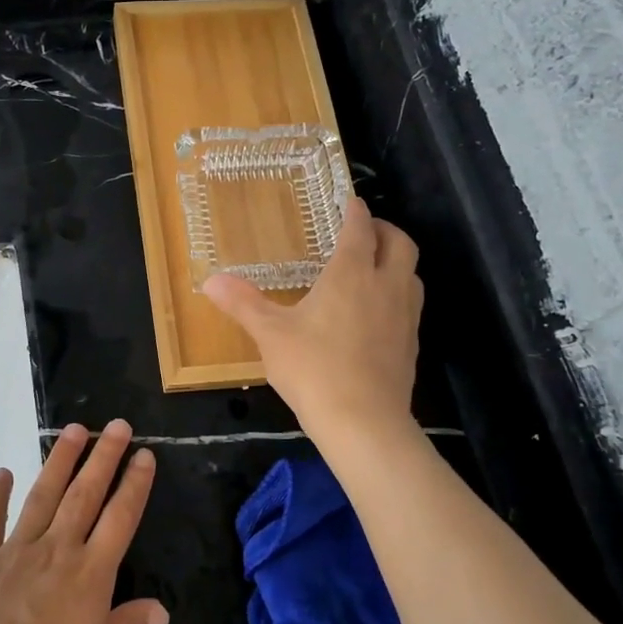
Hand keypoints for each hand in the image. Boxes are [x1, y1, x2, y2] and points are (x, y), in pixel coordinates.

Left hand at [0, 420, 167, 623]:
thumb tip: (161, 609)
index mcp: (90, 574)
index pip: (120, 518)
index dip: (135, 484)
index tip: (144, 454)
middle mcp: (57, 550)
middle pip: (85, 494)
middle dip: (103, 457)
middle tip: (116, 424)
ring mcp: (15, 550)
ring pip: (43, 496)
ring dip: (59, 461)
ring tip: (73, 430)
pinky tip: (2, 473)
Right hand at [202, 196, 423, 439]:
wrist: (364, 422)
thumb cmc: (314, 368)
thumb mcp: (270, 334)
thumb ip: (243, 303)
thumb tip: (211, 280)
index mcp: (351, 274)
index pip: (360, 229)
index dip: (355, 211)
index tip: (349, 200)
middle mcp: (385, 286)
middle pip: (400, 243)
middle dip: (385, 229)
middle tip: (364, 230)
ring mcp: (405, 316)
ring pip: (412, 273)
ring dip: (396, 261)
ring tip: (372, 267)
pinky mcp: (410, 344)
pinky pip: (410, 304)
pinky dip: (397, 293)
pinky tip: (376, 312)